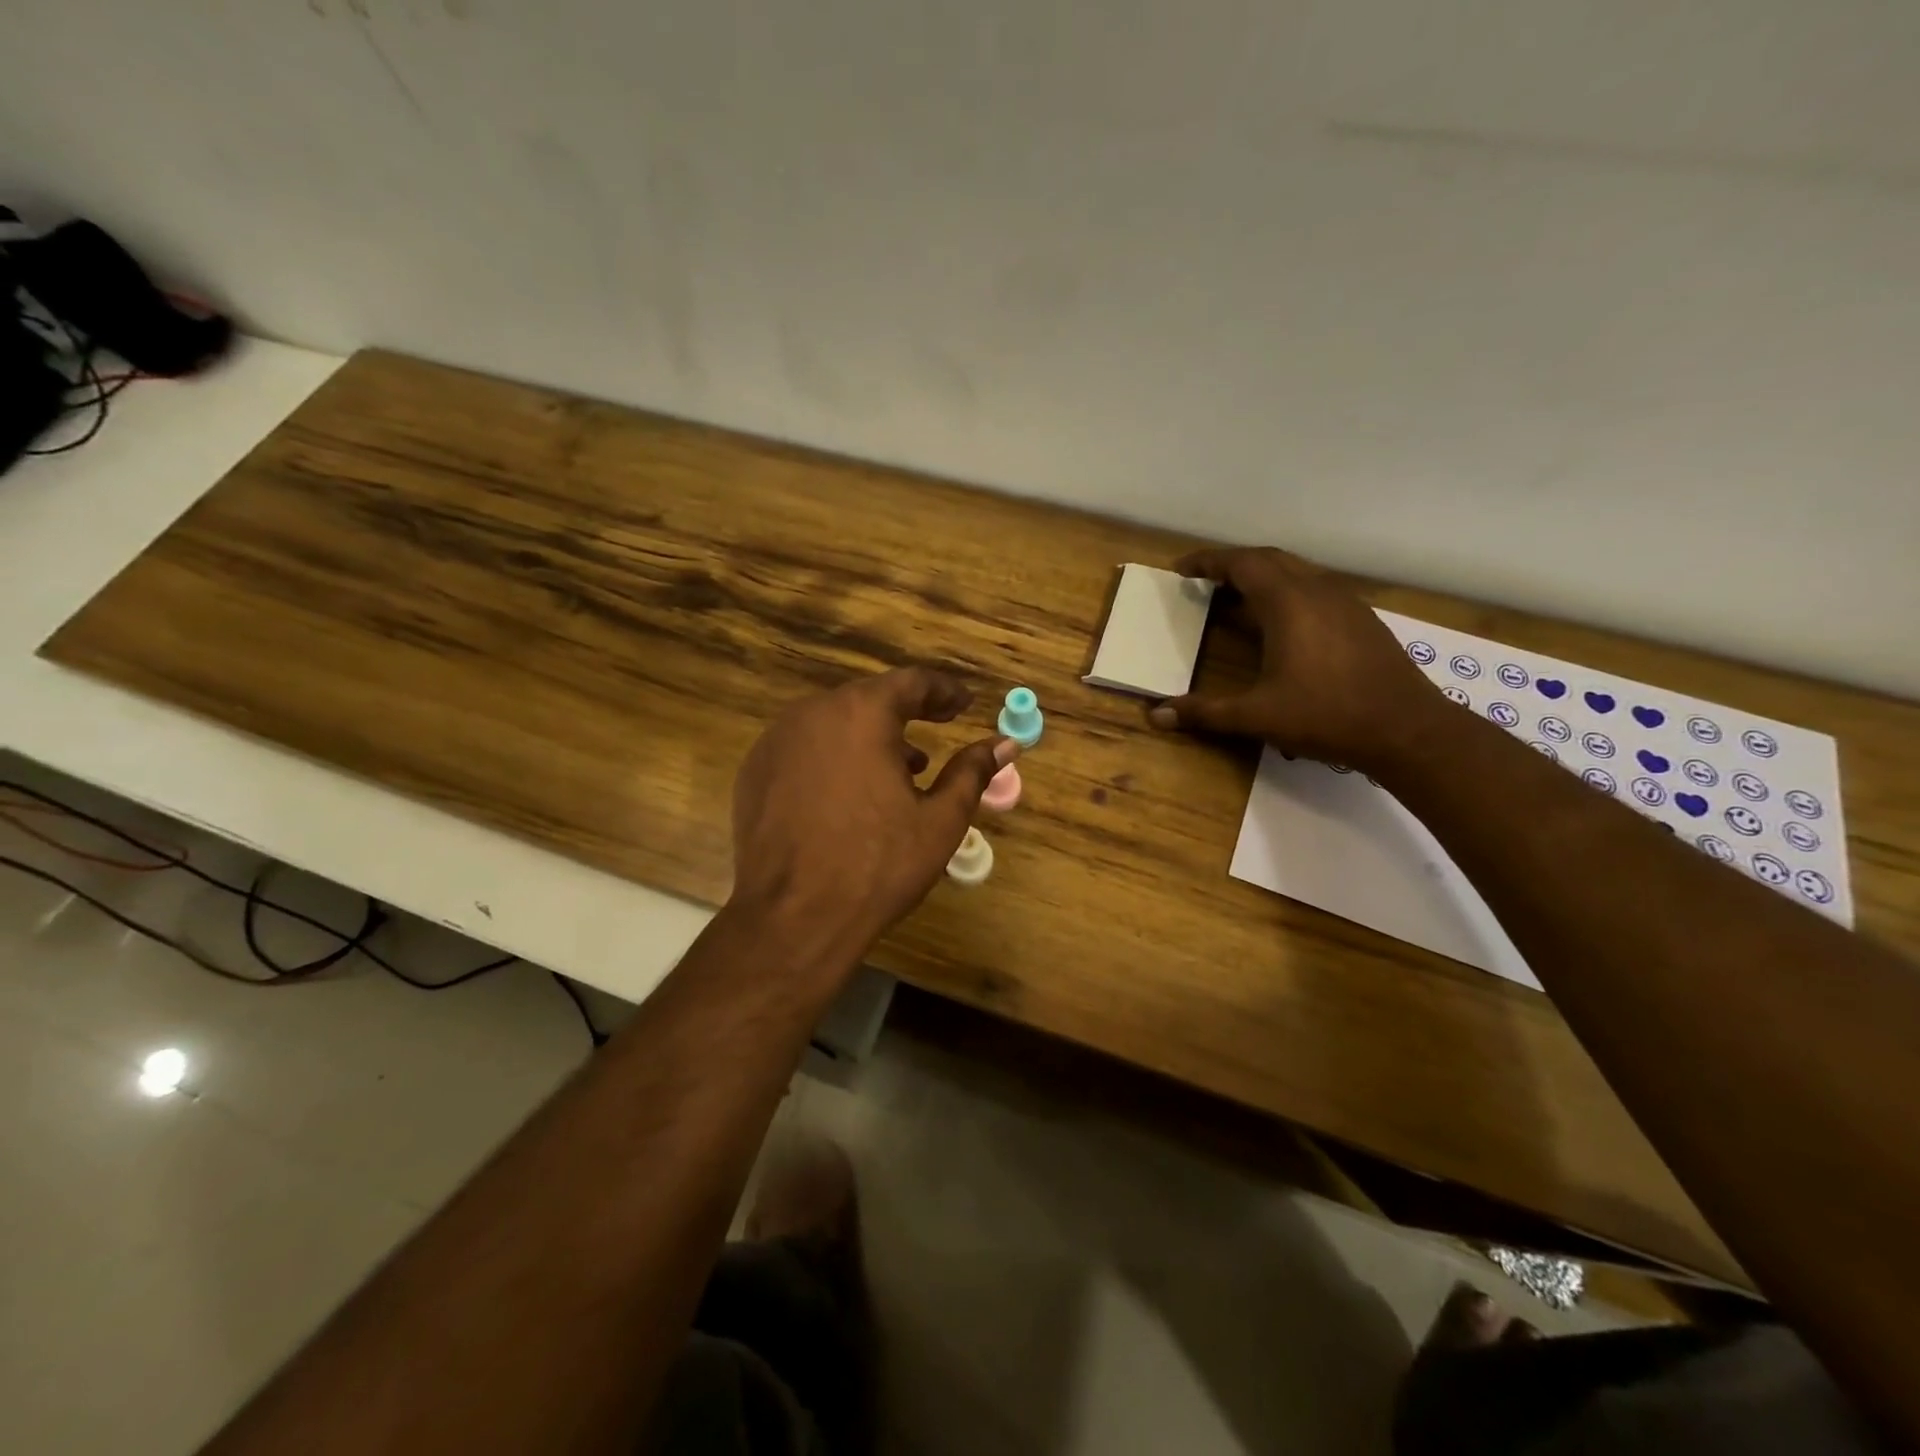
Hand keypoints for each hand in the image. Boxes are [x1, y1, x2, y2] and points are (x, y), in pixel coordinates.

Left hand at [731, 667, 1017, 957]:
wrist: (793, 918)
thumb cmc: (877, 866)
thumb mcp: (939, 820)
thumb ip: (972, 772)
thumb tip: (1004, 744)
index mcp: (861, 713)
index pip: (911, 682)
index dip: (943, 691)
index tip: (963, 704)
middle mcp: (813, 713)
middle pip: (869, 698)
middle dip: (906, 712)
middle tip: (936, 728)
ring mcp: (776, 741)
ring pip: (834, 722)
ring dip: (870, 736)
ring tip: (899, 770)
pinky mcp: (755, 771)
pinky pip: (805, 748)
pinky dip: (834, 757)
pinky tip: (849, 794)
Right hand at [1147, 546, 1442, 771]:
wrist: (1408, 730)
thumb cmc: (1326, 716)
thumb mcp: (1256, 716)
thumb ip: (1205, 712)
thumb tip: (1156, 715)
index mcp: (1288, 603)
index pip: (1242, 564)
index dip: (1208, 561)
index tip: (1182, 568)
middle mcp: (1317, 591)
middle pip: (1270, 560)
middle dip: (1234, 564)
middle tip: (1205, 580)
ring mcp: (1346, 603)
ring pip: (1297, 573)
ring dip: (1263, 577)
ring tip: (1237, 599)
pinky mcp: (1362, 620)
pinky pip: (1316, 590)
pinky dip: (1288, 593)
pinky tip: (1282, 625)